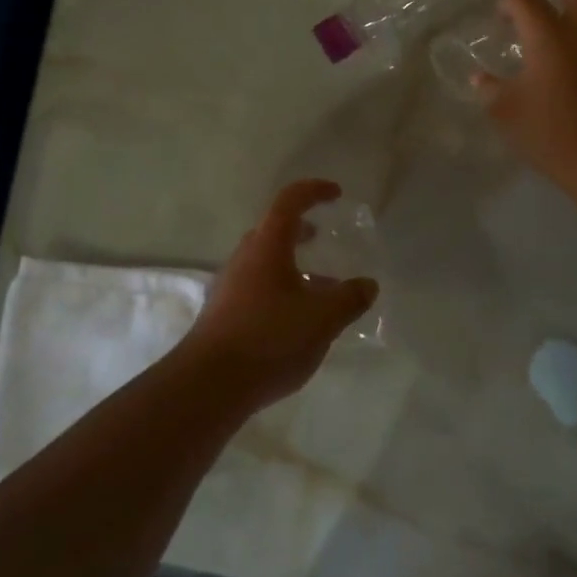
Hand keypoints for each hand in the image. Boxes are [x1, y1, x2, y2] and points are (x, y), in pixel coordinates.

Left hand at [179, 180, 379, 412]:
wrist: (209, 384)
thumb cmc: (269, 338)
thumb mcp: (322, 318)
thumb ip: (349, 298)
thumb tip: (367, 284)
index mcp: (267, 246)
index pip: (289, 202)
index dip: (313, 191)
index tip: (336, 194)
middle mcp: (244, 259)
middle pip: (272, 231)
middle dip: (300, 229)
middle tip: (322, 236)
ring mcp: (229, 286)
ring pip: (265, 263)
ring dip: (292, 265)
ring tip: (320, 287)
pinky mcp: (223, 314)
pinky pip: (257, 288)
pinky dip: (281, 290)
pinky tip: (298, 320)